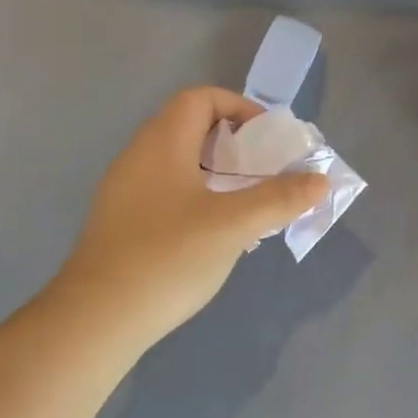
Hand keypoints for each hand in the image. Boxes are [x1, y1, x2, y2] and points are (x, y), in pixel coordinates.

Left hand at [52, 87, 330, 347]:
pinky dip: (198, 196)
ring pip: (179, 162)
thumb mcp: (233, 225)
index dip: (240, 108)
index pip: (201, 98)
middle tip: (265, 172)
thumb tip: (320, 180)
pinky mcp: (122, 221)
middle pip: (191, 127)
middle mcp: (139, 156)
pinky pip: (167, 191)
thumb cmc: (168, 258)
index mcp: (162, 142)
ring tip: (248, 202)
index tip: (269, 140)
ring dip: (218, 173)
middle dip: (235, 144)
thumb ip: (279, 198)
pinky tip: (216, 233)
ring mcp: (125, 190)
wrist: (97, 319)